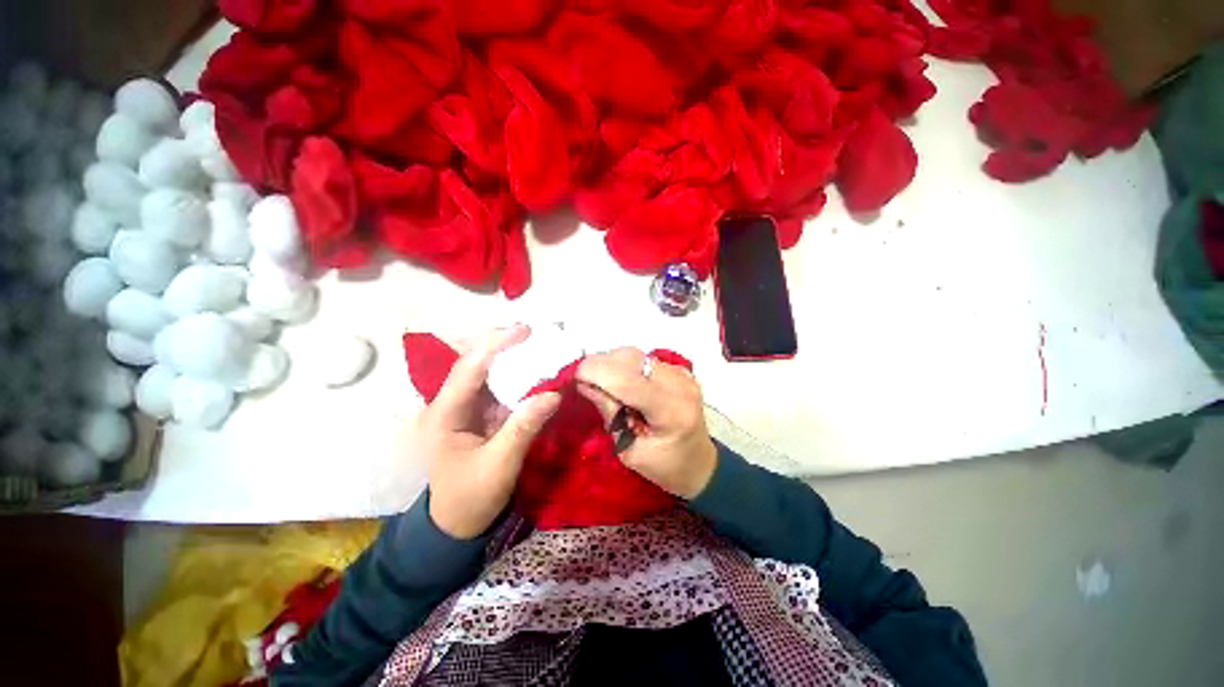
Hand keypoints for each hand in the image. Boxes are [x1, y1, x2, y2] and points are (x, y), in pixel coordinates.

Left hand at [415, 325, 560, 538]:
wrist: (458, 524)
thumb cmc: (471, 498)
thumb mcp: (499, 466)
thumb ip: (524, 428)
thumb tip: (554, 393)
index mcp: (443, 414)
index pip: (468, 369)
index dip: (496, 345)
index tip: (526, 331)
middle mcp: (451, 403)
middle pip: (478, 363)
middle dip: (507, 346)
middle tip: (540, 334)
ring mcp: (466, 407)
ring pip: (491, 373)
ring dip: (516, 358)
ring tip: (543, 346)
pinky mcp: (482, 413)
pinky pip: (502, 387)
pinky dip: (521, 377)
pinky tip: (538, 370)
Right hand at [576, 348, 717, 499]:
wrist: (700, 464)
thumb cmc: (664, 467)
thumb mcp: (629, 451)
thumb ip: (610, 413)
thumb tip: (584, 383)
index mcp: (671, 411)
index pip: (628, 380)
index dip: (597, 372)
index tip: (574, 376)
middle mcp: (680, 385)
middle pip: (632, 358)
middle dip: (602, 364)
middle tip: (585, 380)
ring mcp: (682, 374)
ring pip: (637, 354)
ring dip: (613, 363)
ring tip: (602, 381)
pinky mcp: (680, 370)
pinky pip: (645, 359)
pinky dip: (627, 365)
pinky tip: (622, 381)